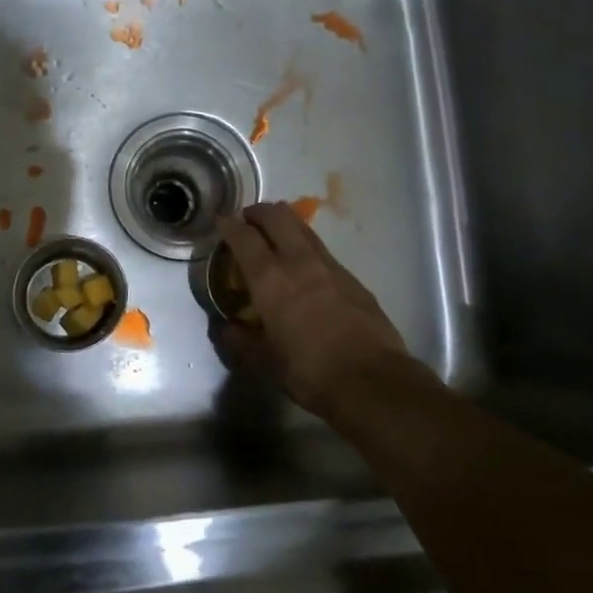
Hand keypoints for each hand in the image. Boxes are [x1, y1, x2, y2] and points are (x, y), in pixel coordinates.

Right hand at [213, 203, 412, 416]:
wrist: (371, 380)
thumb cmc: (309, 371)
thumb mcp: (264, 362)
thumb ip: (240, 341)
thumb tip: (227, 327)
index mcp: (270, 280)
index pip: (244, 237)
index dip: (229, 224)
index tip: (220, 220)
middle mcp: (299, 262)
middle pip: (277, 217)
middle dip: (258, 212)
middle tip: (247, 220)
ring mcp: (330, 266)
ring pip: (302, 228)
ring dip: (284, 223)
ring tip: (273, 233)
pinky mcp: (352, 277)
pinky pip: (321, 249)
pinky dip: (305, 245)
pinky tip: (304, 265)